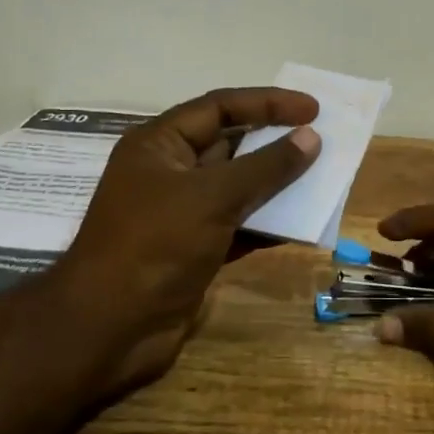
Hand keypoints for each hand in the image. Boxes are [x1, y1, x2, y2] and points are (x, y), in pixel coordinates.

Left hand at [45, 87, 320, 397]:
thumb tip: (311, 138)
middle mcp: (170, 172)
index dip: (268, 103)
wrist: (110, 330)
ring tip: (323, 177)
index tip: (313, 109)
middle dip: (275, 141)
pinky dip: (268, 222)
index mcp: (160, 145)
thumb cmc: (155, 245)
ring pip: (239, 186)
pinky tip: (303, 222)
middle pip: (231, 144)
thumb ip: (266, 166)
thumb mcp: (213, 196)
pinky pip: (240, 224)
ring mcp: (182, 213)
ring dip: (277, 183)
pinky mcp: (196, 249)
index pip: (220, 108)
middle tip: (322, 138)